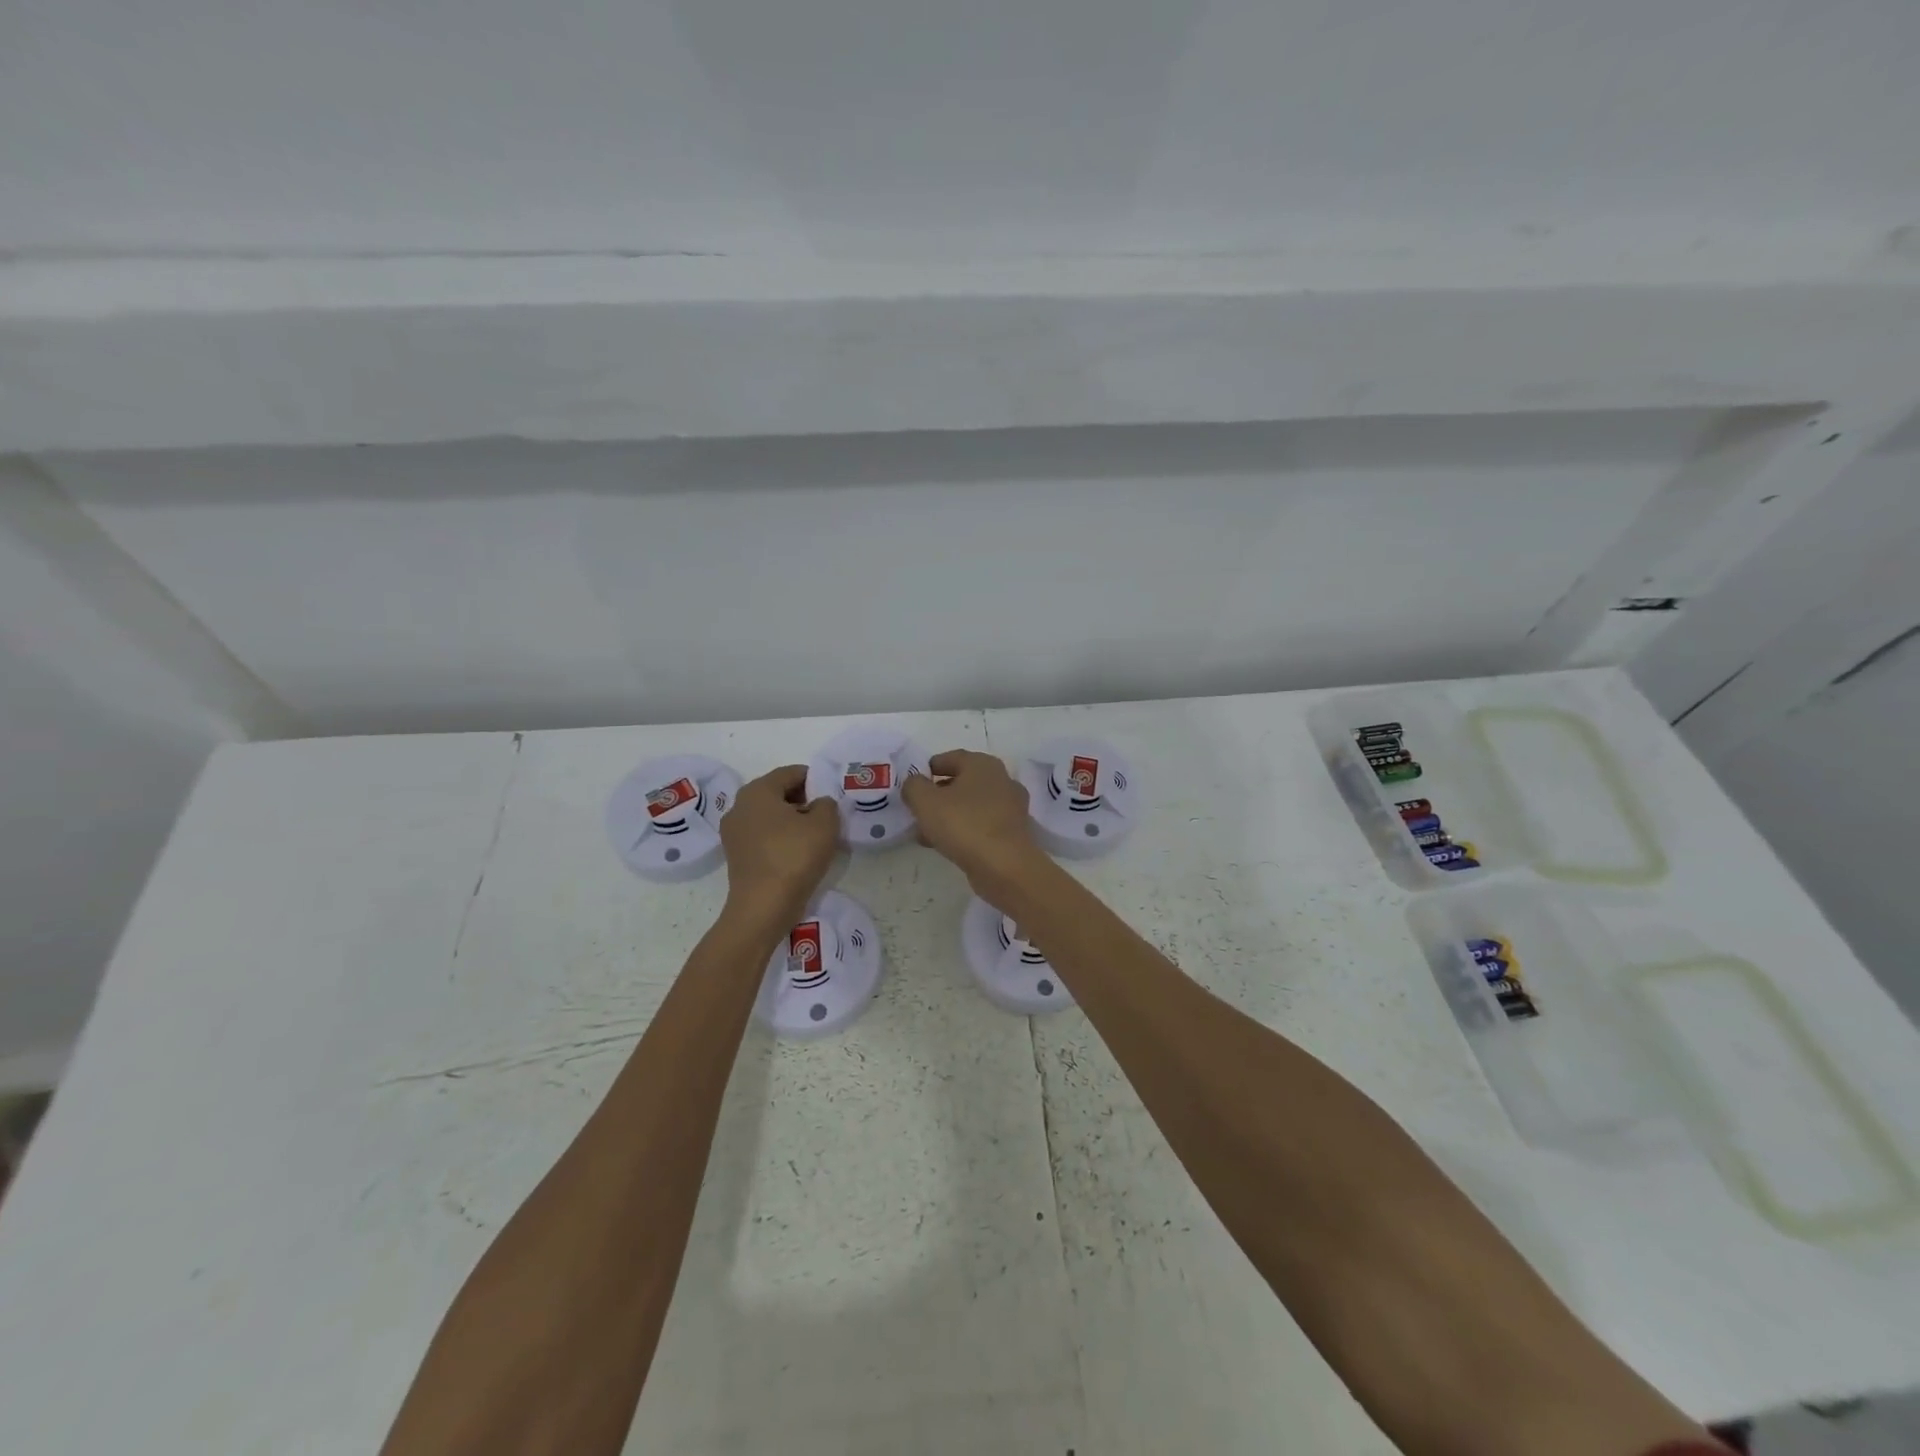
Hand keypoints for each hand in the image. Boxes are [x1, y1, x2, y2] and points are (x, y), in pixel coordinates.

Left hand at [719, 765, 839, 927]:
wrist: (763, 907)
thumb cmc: (794, 857)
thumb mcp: (825, 824)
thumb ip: (827, 804)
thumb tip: (819, 805)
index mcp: (757, 791)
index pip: (791, 773)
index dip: (815, 779)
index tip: (832, 794)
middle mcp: (739, 806)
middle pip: (777, 793)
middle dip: (803, 799)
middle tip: (826, 815)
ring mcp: (733, 832)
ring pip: (769, 815)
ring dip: (792, 820)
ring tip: (815, 836)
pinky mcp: (736, 855)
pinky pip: (763, 836)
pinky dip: (780, 838)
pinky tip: (798, 852)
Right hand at [902, 750, 1043, 899]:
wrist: (1004, 866)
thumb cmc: (964, 824)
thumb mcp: (926, 801)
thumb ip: (913, 786)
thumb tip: (914, 783)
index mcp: (983, 764)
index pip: (951, 758)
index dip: (929, 769)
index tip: (913, 784)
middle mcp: (1001, 780)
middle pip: (962, 782)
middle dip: (937, 796)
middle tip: (917, 810)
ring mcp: (1010, 807)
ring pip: (971, 806)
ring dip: (948, 816)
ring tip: (925, 833)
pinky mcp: (1012, 832)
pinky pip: (981, 825)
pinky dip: (963, 830)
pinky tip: (945, 846)